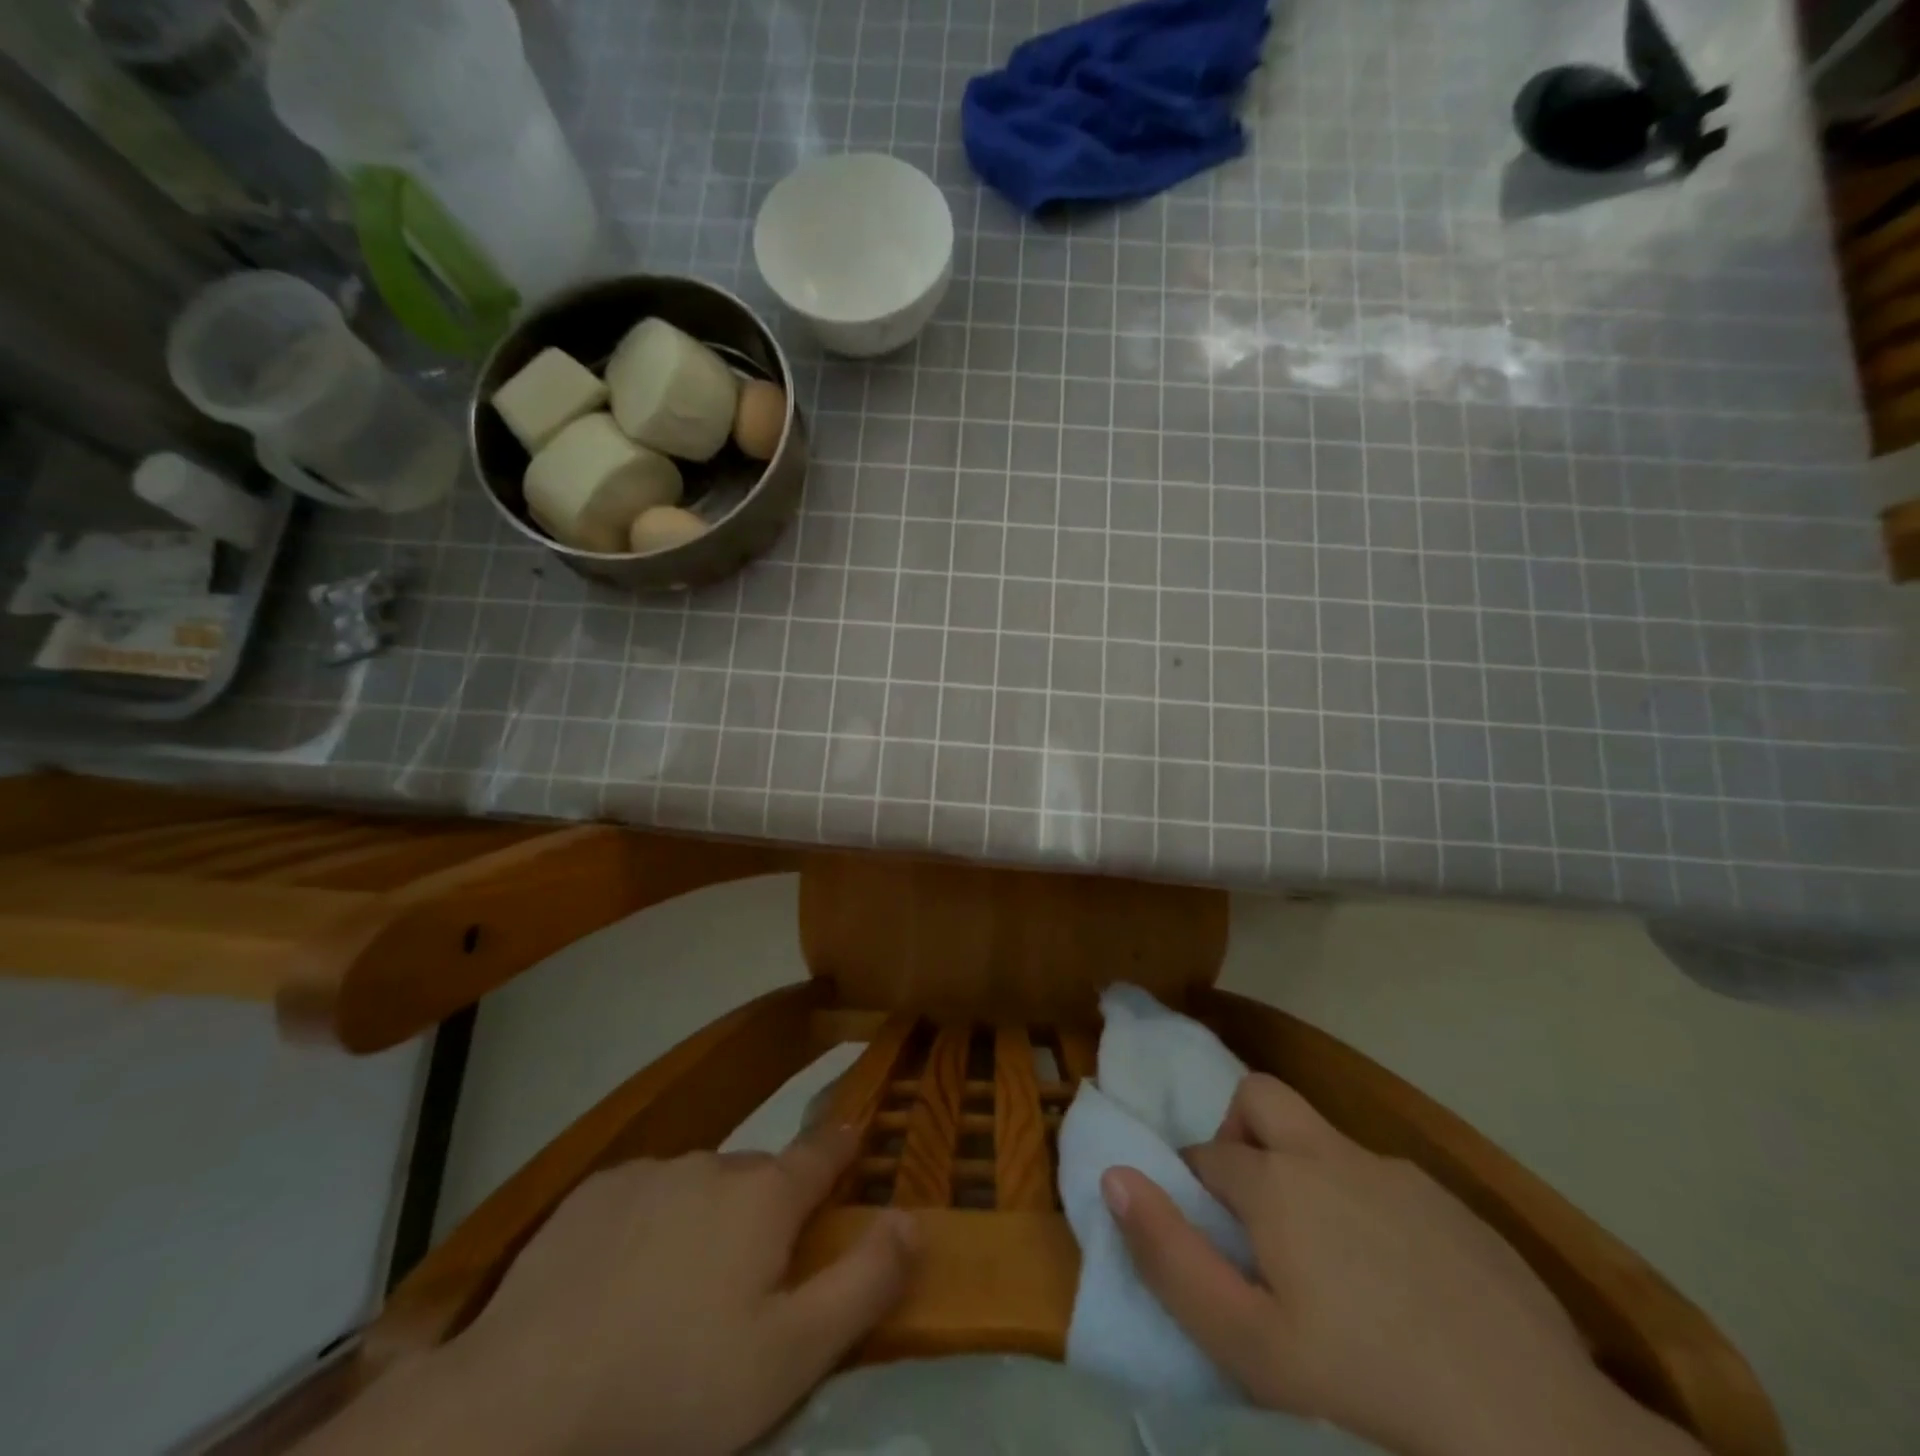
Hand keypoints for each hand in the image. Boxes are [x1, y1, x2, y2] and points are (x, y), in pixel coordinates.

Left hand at [302, 1126, 915, 1455]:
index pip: (823, 1151)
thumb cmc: (673, 1389)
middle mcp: (713, 1164)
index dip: (844, 1144)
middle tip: (750, 1279)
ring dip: (706, 1219)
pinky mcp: (593, 1194)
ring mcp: (649, 1173)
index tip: (856, 1132)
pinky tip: (620, 1281)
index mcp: (765, 1197)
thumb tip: (911, 1218)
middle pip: (758, 1178)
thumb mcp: (790, 1358)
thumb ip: (863, 1282)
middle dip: (767, 1210)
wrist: (520, 1407)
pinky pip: (644, 1195)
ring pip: (700, 1186)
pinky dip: (650, 1224)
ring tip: (678, 1291)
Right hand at [1101, 1074, 1702, 1455]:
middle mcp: (1329, 1154)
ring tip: (1327, 1257)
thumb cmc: (1365, 1384)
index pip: (1205, 1153)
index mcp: (1275, 1181)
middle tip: (1254, 1210)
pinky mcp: (1450, 1203)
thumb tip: (1114, 1175)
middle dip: (1239, 1132)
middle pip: (1260, 1097)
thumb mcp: (1247, 1345)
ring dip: (1305, 1172)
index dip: (1192, 1188)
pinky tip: (1398, 1280)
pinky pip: (1383, 1180)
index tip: (1205, 1238)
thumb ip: (1169, 1254)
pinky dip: (1366, 1206)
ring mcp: (1395, 1173)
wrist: (1536, 1427)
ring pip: (1324, 1139)